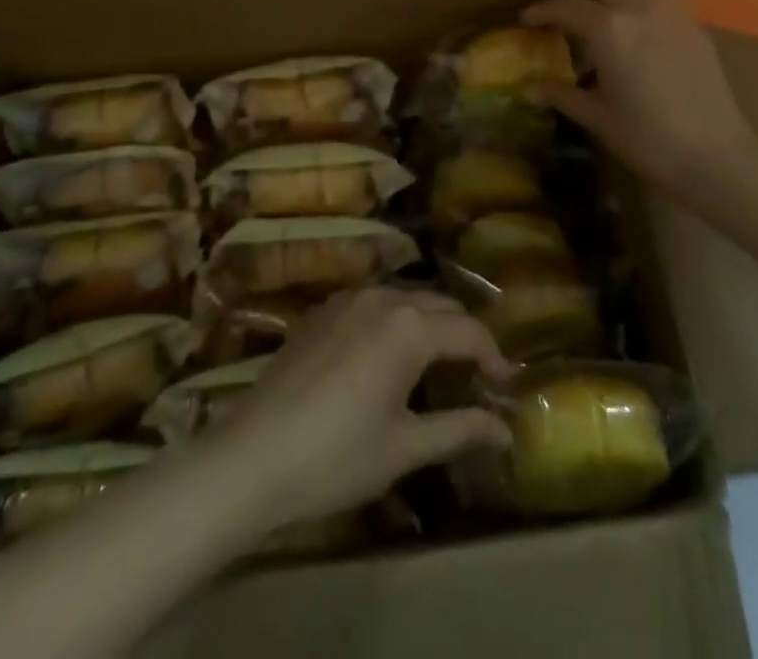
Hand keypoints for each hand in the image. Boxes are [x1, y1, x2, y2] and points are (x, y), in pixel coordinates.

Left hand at [206, 288, 512, 531]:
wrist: (251, 456)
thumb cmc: (336, 457)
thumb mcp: (404, 448)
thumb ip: (459, 430)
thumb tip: (506, 430)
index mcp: (410, 327)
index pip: (469, 331)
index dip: (493, 356)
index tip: (505, 385)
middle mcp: (383, 298)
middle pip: (440, 305)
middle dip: (463, 334)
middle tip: (475, 375)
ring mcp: (348, 299)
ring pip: (406, 299)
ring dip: (429, 324)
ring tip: (438, 364)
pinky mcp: (323, 310)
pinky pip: (374, 304)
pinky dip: (395, 321)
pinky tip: (389, 356)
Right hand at [523, 0, 757, 198]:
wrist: (716, 154)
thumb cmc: (648, 139)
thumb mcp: (597, 117)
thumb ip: (562, 95)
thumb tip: (530, 89)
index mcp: (608, 29)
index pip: (563, 5)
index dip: (540, 10)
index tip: (526, 18)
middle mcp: (636, 5)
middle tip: (563, 9)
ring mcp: (668, 6)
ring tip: (599, 0)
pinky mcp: (691, 16)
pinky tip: (634, 16)